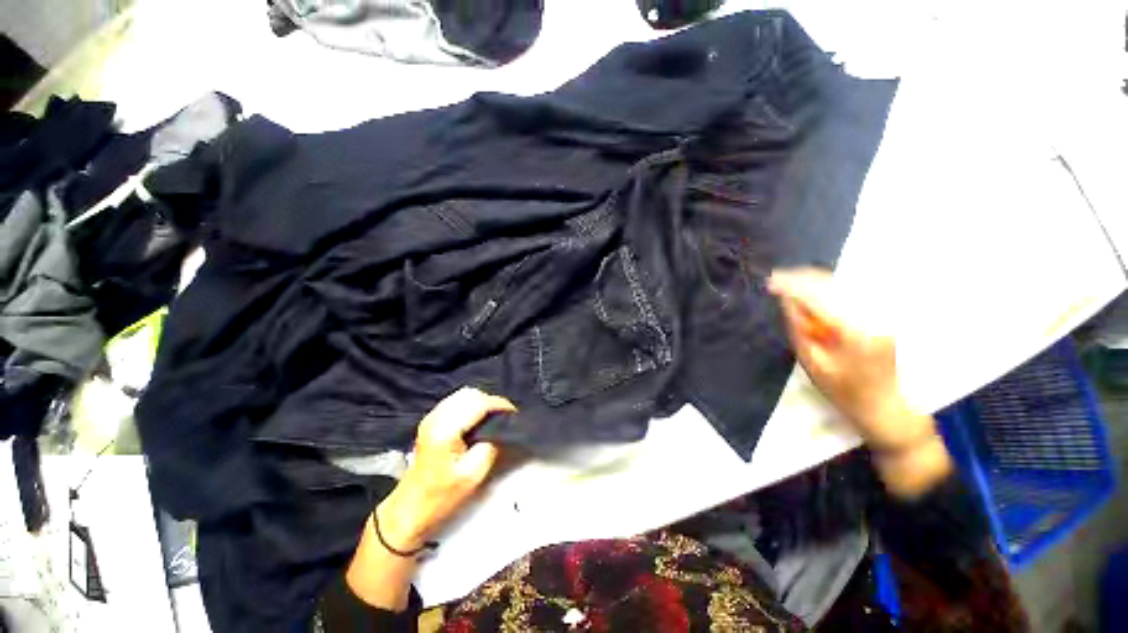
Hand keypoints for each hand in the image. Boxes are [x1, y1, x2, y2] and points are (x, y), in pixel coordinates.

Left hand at [377, 387, 514, 550]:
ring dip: (480, 402)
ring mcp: (431, 418)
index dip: (499, 404)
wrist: (409, 509)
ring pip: (462, 395)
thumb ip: (490, 446)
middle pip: (470, 394)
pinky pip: (455, 401)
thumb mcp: (473, 475)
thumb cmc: (441, 496)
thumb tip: (501, 429)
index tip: (514, 413)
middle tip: (504, 416)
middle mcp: (436, 418)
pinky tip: (477, 419)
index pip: (478, 403)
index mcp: (446, 430)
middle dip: (491, 401)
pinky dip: (470, 405)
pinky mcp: (430, 422)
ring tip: (493, 417)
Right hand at [768, 268, 950, 496]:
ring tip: (789, 281)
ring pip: (843, 284)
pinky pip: (852, 292)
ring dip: (813, 280)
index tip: (770, 282)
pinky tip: (813, 290)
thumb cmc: (846, 393)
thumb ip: (798, 329)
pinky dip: (828, 287)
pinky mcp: (885, 314)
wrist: (888, 409)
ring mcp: (883, 314)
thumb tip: (785, 301)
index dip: (792, 285)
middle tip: (775, 278)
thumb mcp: (813, 365)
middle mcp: (873, 315)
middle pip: (832, 284)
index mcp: (855, 331)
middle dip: (801, 277)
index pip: (818, 296)